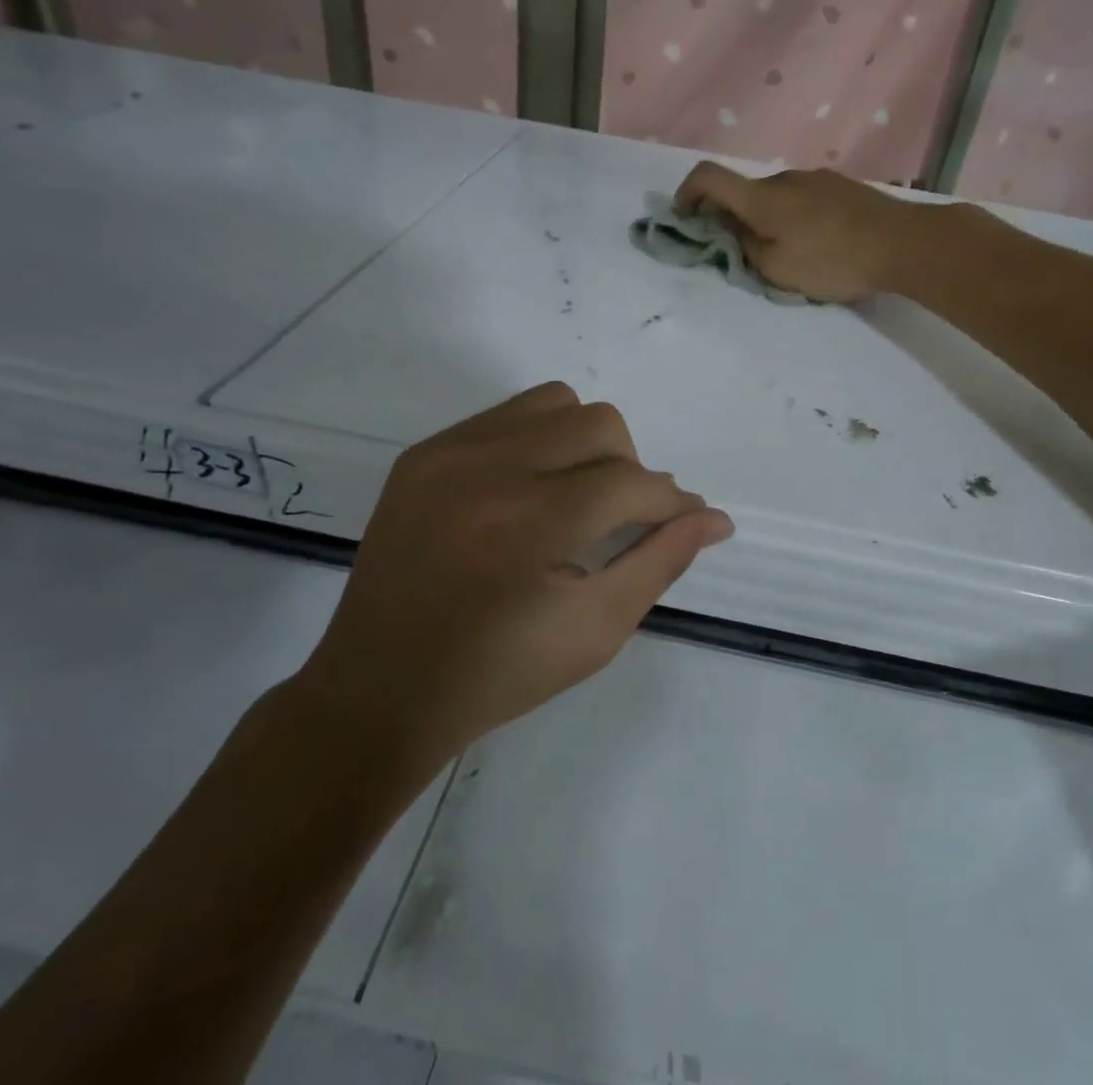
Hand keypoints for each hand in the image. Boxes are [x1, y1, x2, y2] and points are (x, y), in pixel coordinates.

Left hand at [299, 383, 732, 767]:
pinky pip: (506, 415)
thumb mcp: (595, 631)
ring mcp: (448, 454)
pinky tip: (530, 490)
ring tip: (576, 496)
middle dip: (631, 469)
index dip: (670, 503)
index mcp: (530, 525)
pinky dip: (538, 440)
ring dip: (586, 442)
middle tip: (622, 519)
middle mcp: (487, 470)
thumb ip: (660, 563)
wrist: (379, 689)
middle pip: (599, 424)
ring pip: (555, 403)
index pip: (631, 483)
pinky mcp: (423, 454)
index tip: (685, 521)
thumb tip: (714, 517)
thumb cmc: (498, 675)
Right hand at [674, 162, 929, 302]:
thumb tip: (731, 231)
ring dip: (769, 220)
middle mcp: (784, 179)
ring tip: (791, 254)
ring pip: (777, 197)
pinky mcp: (842, 186)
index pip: (707, 176)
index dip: (687, 194)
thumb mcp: (778, 269)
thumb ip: (745, 249)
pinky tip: (821, 243)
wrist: (903, 242)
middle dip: (733, 218)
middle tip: (744, 253)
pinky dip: (796, 217)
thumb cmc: (832, 260)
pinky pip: (805, 199)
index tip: (686, 219)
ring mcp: (816, 178)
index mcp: (761, 198)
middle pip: (744, 192)